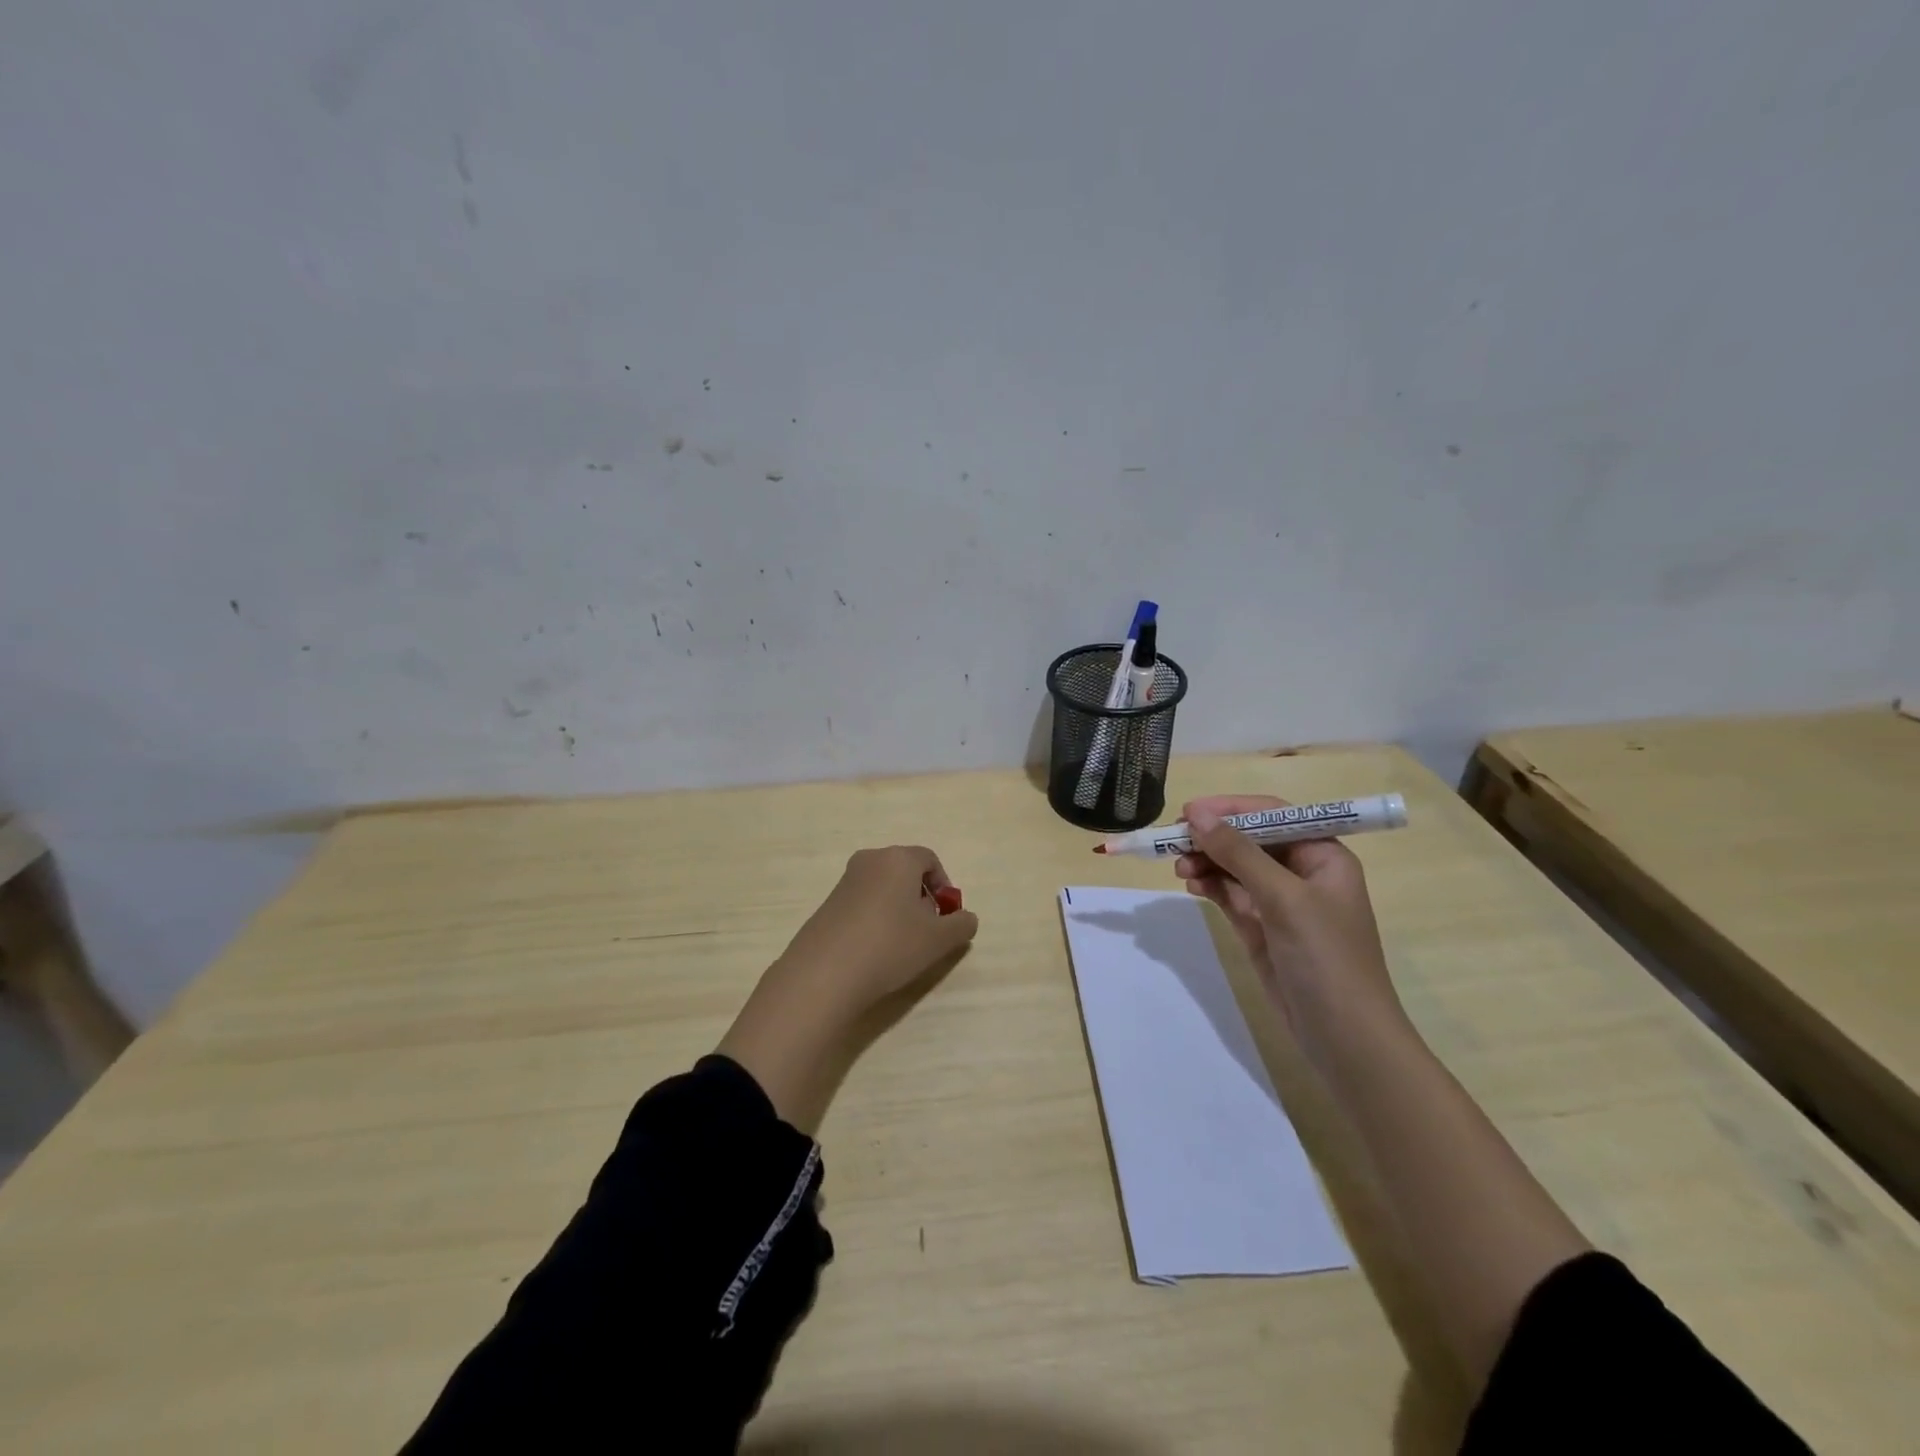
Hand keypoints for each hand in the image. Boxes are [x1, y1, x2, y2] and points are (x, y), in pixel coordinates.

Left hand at [774, 845, 980, 1016]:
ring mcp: (844, 882)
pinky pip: (861, 904)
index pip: (930, 859)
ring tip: (900, 945)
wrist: (825, 973)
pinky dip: (874, 919)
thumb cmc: (891, 945)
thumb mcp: (939, 940)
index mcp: (898, 858)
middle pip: (905, 871)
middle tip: (926, 930)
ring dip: (897, 909)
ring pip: (882, 888)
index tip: (947, 916)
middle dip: (920, 897)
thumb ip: (961, 925)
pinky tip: (873, 951)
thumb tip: (966, 918)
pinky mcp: (827, 905)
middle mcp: (869, 860)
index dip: (944, 886)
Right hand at [1173, 796, 1401, 1035]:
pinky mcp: (1261, 928)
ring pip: (1235, 867)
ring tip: (1179, 868)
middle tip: (1174, 840)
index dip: (1231, 809)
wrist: (1344, 1038)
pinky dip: (1210, 886)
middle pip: (1249, 839)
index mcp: (1323, 856)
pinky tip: (1191, 885)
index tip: (1189, 812)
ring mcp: (1280, 902)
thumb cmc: (1325, 958)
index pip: (1272, 815)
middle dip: (1213, 837)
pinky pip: (1230, 894)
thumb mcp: (1284, 899)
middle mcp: (1302, 873)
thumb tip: (1198, 816)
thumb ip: (1239, 854)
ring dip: (1206, 862)